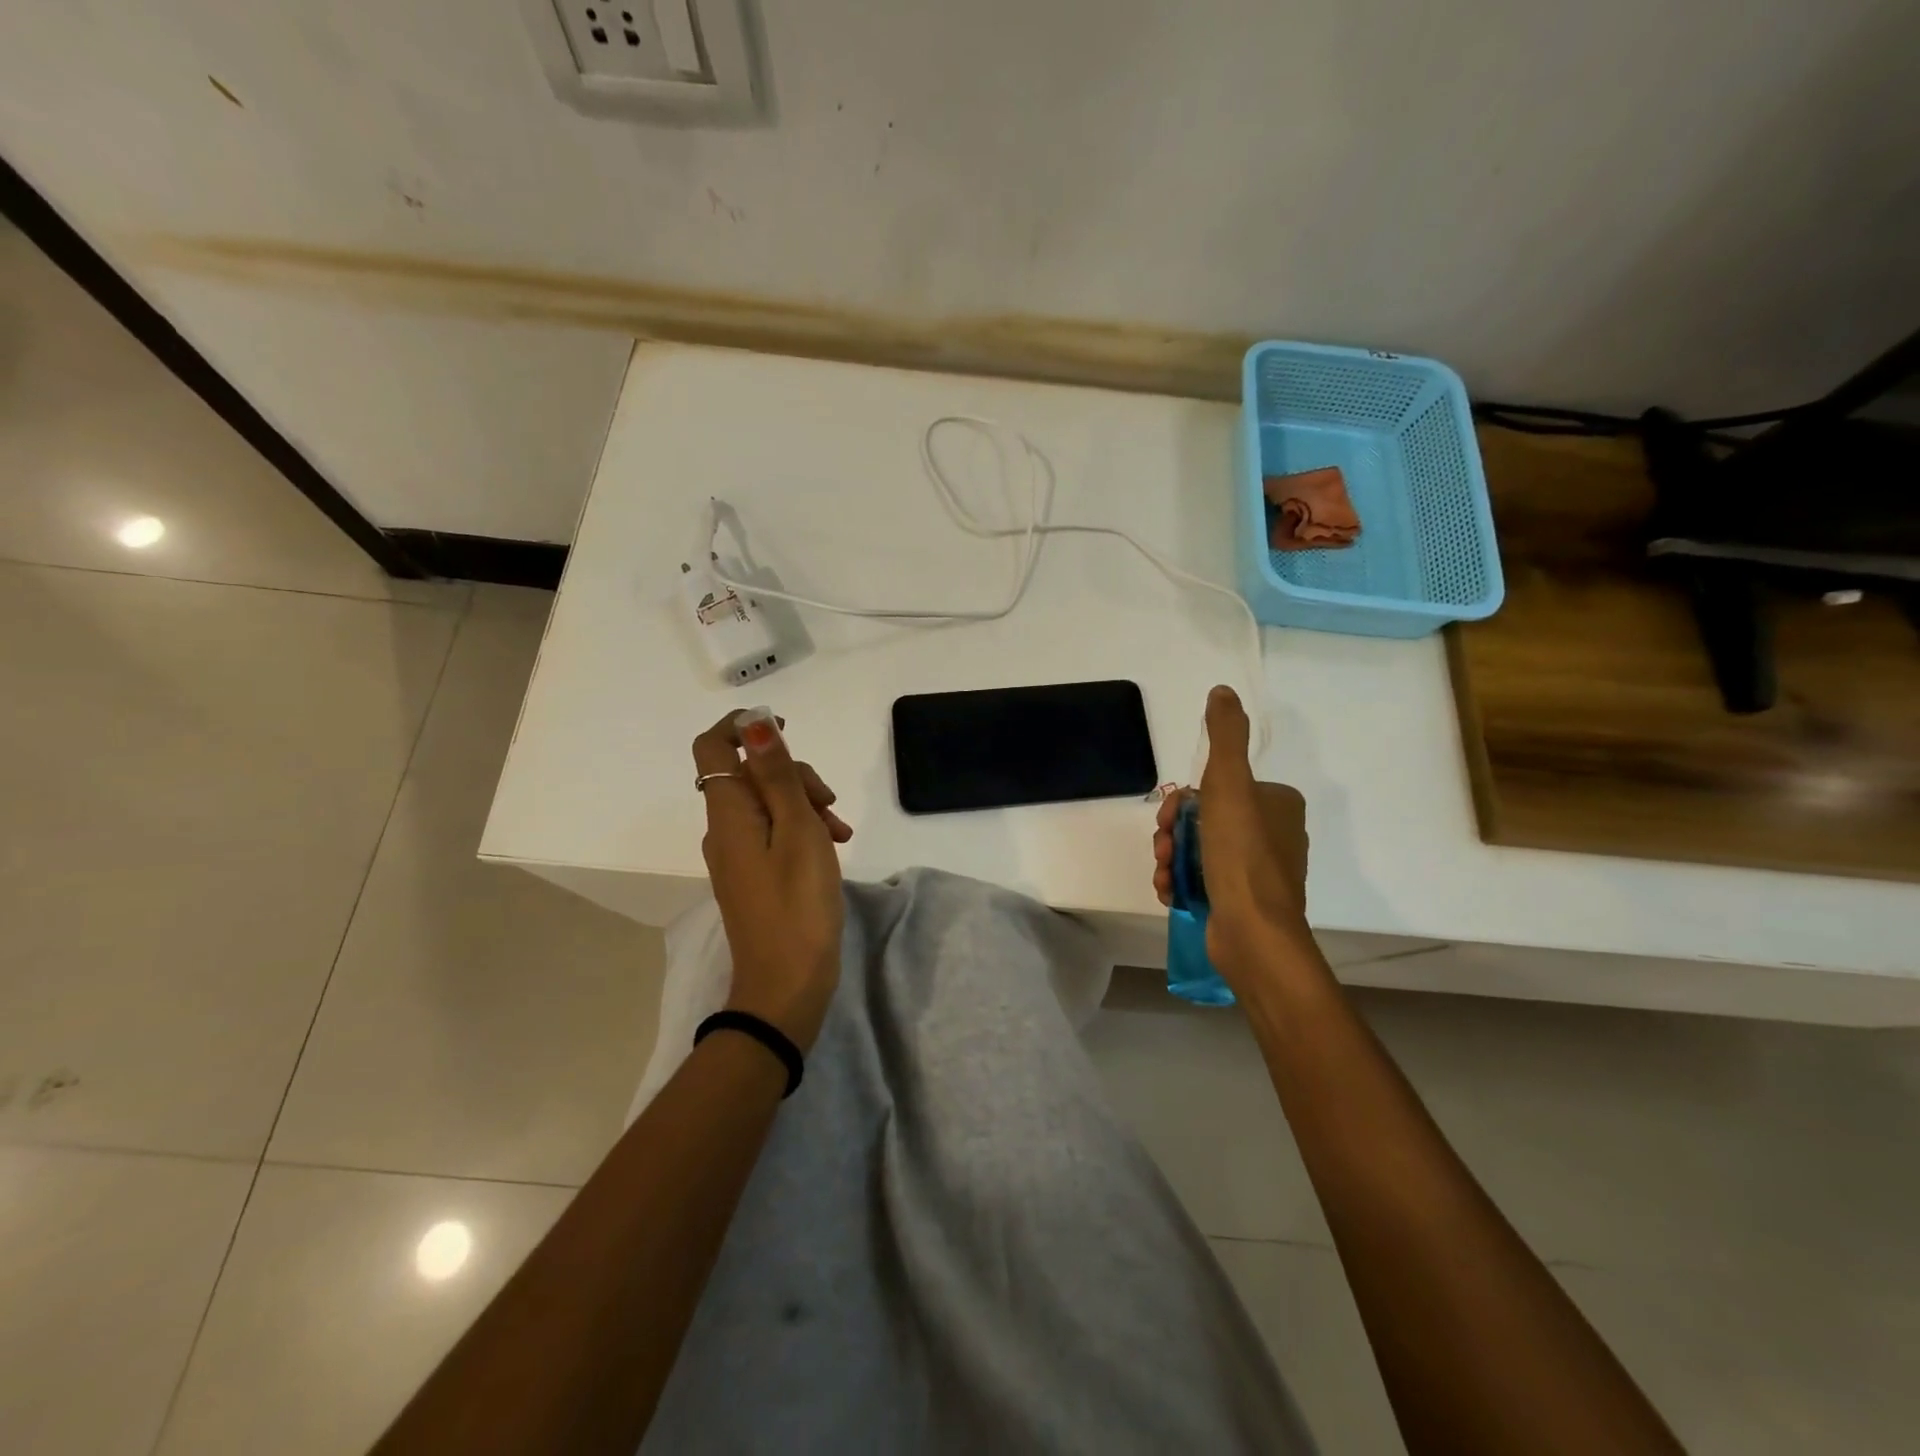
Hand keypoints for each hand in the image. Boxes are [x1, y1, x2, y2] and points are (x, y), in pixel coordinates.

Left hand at [693, 709, 850, 1051]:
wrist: (786, 986)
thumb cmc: (798, 905)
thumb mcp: (798, 831)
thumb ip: (778, 775)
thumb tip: (754, 724)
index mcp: (729, 813)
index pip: (713, 746)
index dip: (743, 727)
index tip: (787, 729)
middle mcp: (724, 828)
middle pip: (749, 774)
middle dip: (793, 774)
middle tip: (829, 802)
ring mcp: (736, 854)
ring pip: (766, 803)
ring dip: (804, 803)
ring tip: (840, 833)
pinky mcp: (752, 875)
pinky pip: (771, 832)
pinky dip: (800, 828)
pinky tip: (831, 847)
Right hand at [1152, 686, 1313, 981]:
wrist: (1253, 933)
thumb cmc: (1241, 855)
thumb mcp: (1229, 784)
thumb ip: (1225, 736)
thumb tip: (1223, 691)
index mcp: (1277, 804)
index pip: (1217, 787)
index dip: (1183, 800)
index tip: (1167, 817)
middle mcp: (1272, 834)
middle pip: (1203, 820)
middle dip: (1172, 833)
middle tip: (1161, 848)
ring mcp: (1257, 872)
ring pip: (1198, 851)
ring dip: (1170, 859)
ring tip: (1163, 875)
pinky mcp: (1243, 902)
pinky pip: (1203, 880)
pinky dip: (1180, 882)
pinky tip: (1169, 892)